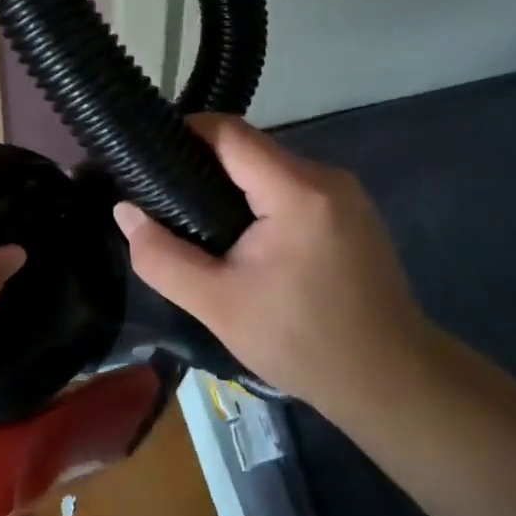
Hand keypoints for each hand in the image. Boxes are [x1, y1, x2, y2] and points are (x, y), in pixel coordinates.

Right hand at [113, 114, 428, 425]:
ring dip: (230, 183)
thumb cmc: (303, 343)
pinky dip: (258, 198)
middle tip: (162, 197)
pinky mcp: (351, 212)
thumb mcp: (218, 305)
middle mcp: (326, 177)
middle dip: (201, 163)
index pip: (229, 132)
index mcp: (297, 191)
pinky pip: (290, 186)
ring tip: (193, 217)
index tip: (146, 156)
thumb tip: (123, 211)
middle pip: (249, 148)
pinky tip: (239, 234)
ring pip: (269, 167)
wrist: (392, 384)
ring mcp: (344, 193)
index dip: (183, 133)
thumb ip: (162, 257)